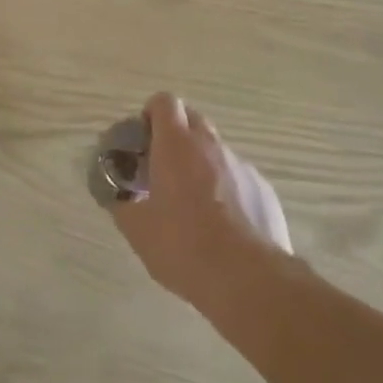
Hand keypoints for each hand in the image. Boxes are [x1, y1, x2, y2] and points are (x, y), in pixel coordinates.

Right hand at [113, 92, 291, 308]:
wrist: (248, 280)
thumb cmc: (184, 247)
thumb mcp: (138, 230)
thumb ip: (122, 204)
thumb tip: (117, 197)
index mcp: (176, 145)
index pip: (164, 102)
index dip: (151, 114)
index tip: (143, 140)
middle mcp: (211, 145)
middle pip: (192, 119)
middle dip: (176, 135)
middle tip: (162, 168)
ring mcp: (242, 166)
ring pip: (216, 150)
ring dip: (201, 163)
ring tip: (194, 203)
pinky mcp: (264, 190)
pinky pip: (238, 176)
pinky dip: (226, 188)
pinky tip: (223, 224)